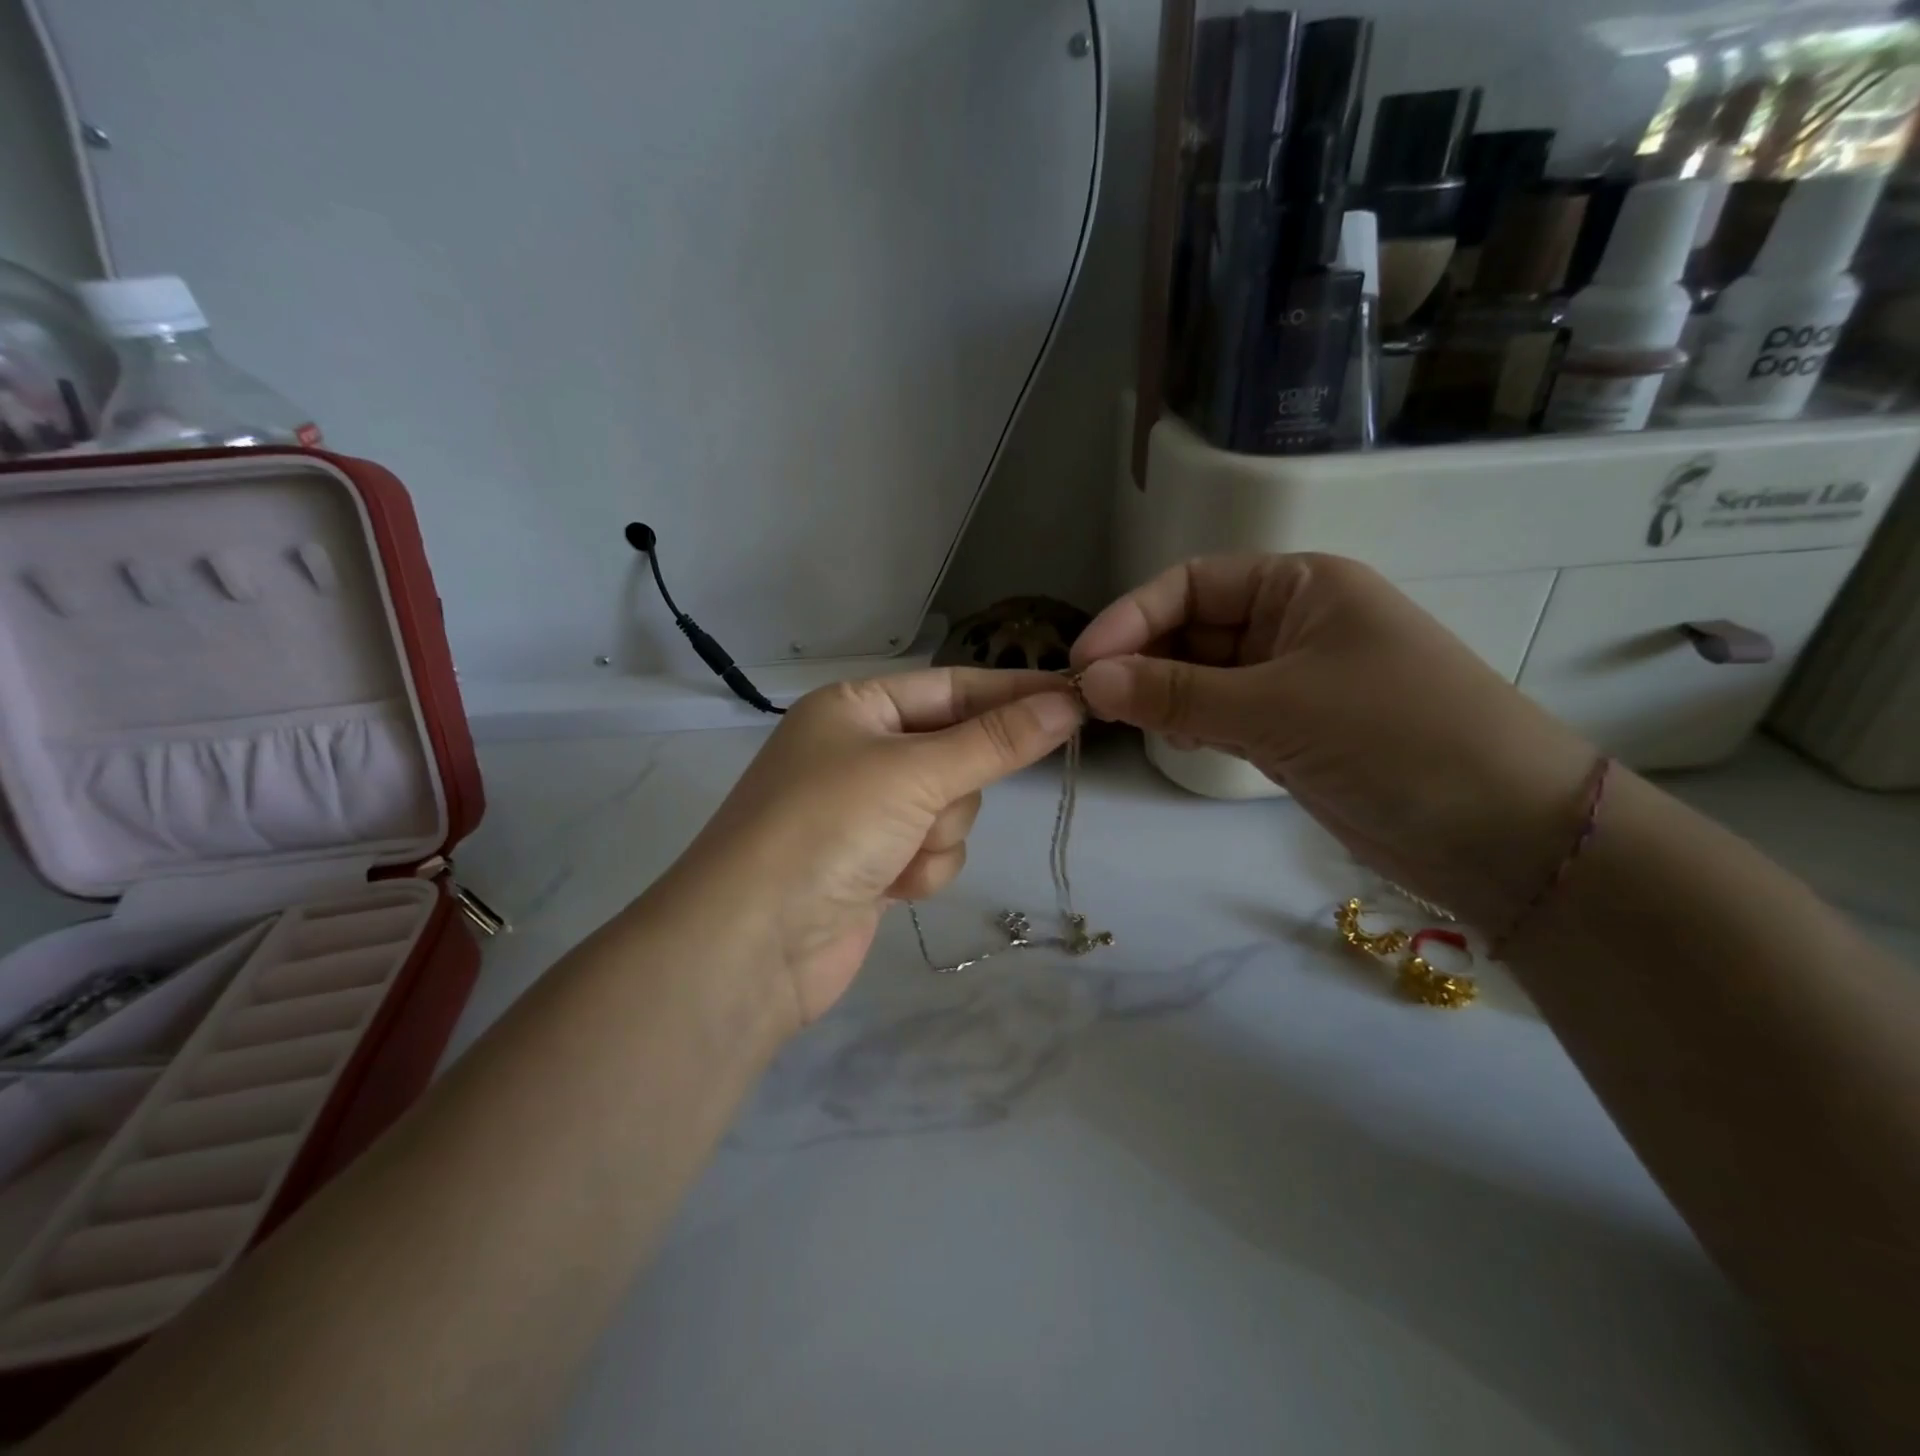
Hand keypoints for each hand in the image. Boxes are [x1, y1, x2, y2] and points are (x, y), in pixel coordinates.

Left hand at [673, 669, 1081, 1029]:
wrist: (754, 945)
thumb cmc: (827, 829)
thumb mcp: (915, 772)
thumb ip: (996, 741)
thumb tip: (1066, 703)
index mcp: (857, 707)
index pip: (954, 687)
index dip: (1013, 693)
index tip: (1076, 698)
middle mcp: (860, 751)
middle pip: (957, 752)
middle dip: (953, 787)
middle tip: (929, 806)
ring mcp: (865, 810)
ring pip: (951, 807)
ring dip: (936, 835)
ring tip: (895, 856)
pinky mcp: (874, 862)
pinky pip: (932, 851)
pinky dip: (922, 869)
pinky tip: (889, 888)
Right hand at [1071, 554, 1596, 929]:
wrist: (1501, 832)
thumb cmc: (1395, 737)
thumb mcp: (1276, 707)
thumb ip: (1175, 693)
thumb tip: (1089, 680)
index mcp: (1300, 586)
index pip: (1191, 584)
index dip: (1132, 617)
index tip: (1083, 663)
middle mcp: (1292, 624)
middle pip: (1192, 629)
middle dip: (1140, 659)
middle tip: (1090, 701)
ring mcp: (1291, 681)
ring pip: (1200, 676)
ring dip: (1159, 694)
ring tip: (1119, 721)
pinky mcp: (1290, 731)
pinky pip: (1219, 715)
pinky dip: (1188, 724)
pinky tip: (1170, 740)